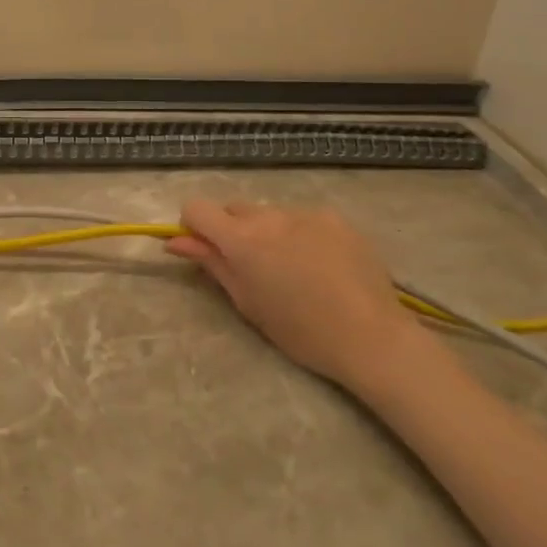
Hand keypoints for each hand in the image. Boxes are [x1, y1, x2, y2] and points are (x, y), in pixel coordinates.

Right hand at [167, 200, 430, 392]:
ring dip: (268, 232)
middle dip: (232, 231)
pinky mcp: (334, 217)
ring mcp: (305, 213)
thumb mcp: (247, 302)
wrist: (372, 337)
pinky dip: (300, 234)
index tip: (205, 250)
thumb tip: (175, 241)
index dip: (193, 226)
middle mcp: (269, 216)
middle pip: (233, 209)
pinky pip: (303, 218)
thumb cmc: (300, 331)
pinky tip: (321, 264)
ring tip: (294, 269)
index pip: (196, 208)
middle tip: (252, 268)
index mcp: (241, 239)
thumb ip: (211, 264)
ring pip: (269, 214)